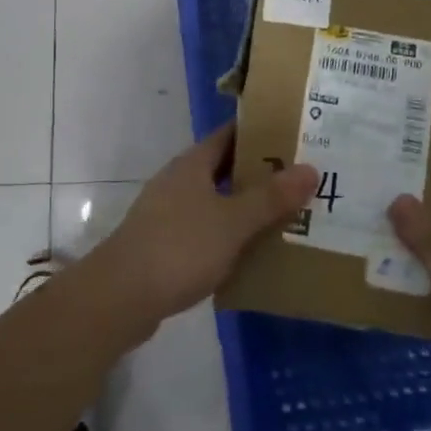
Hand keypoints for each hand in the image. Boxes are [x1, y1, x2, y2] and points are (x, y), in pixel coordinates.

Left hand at [88, 124, 317, 326]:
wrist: (120, 297)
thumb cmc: (179, 248)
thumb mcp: (232, 222)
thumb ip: (270, 198)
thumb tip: (310, 169)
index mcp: (192, 164)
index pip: (230, 135)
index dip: (261, 132)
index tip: (295, 136)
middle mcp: (178, 181)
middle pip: (224, 168)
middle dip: (260, 173)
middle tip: (302, 179)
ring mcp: (167, 213)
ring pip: (215, 201)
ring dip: (245, 207)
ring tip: (286, 215)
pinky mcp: (164, 245)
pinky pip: (205, 231)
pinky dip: (228, 235)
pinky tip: (251, 253)